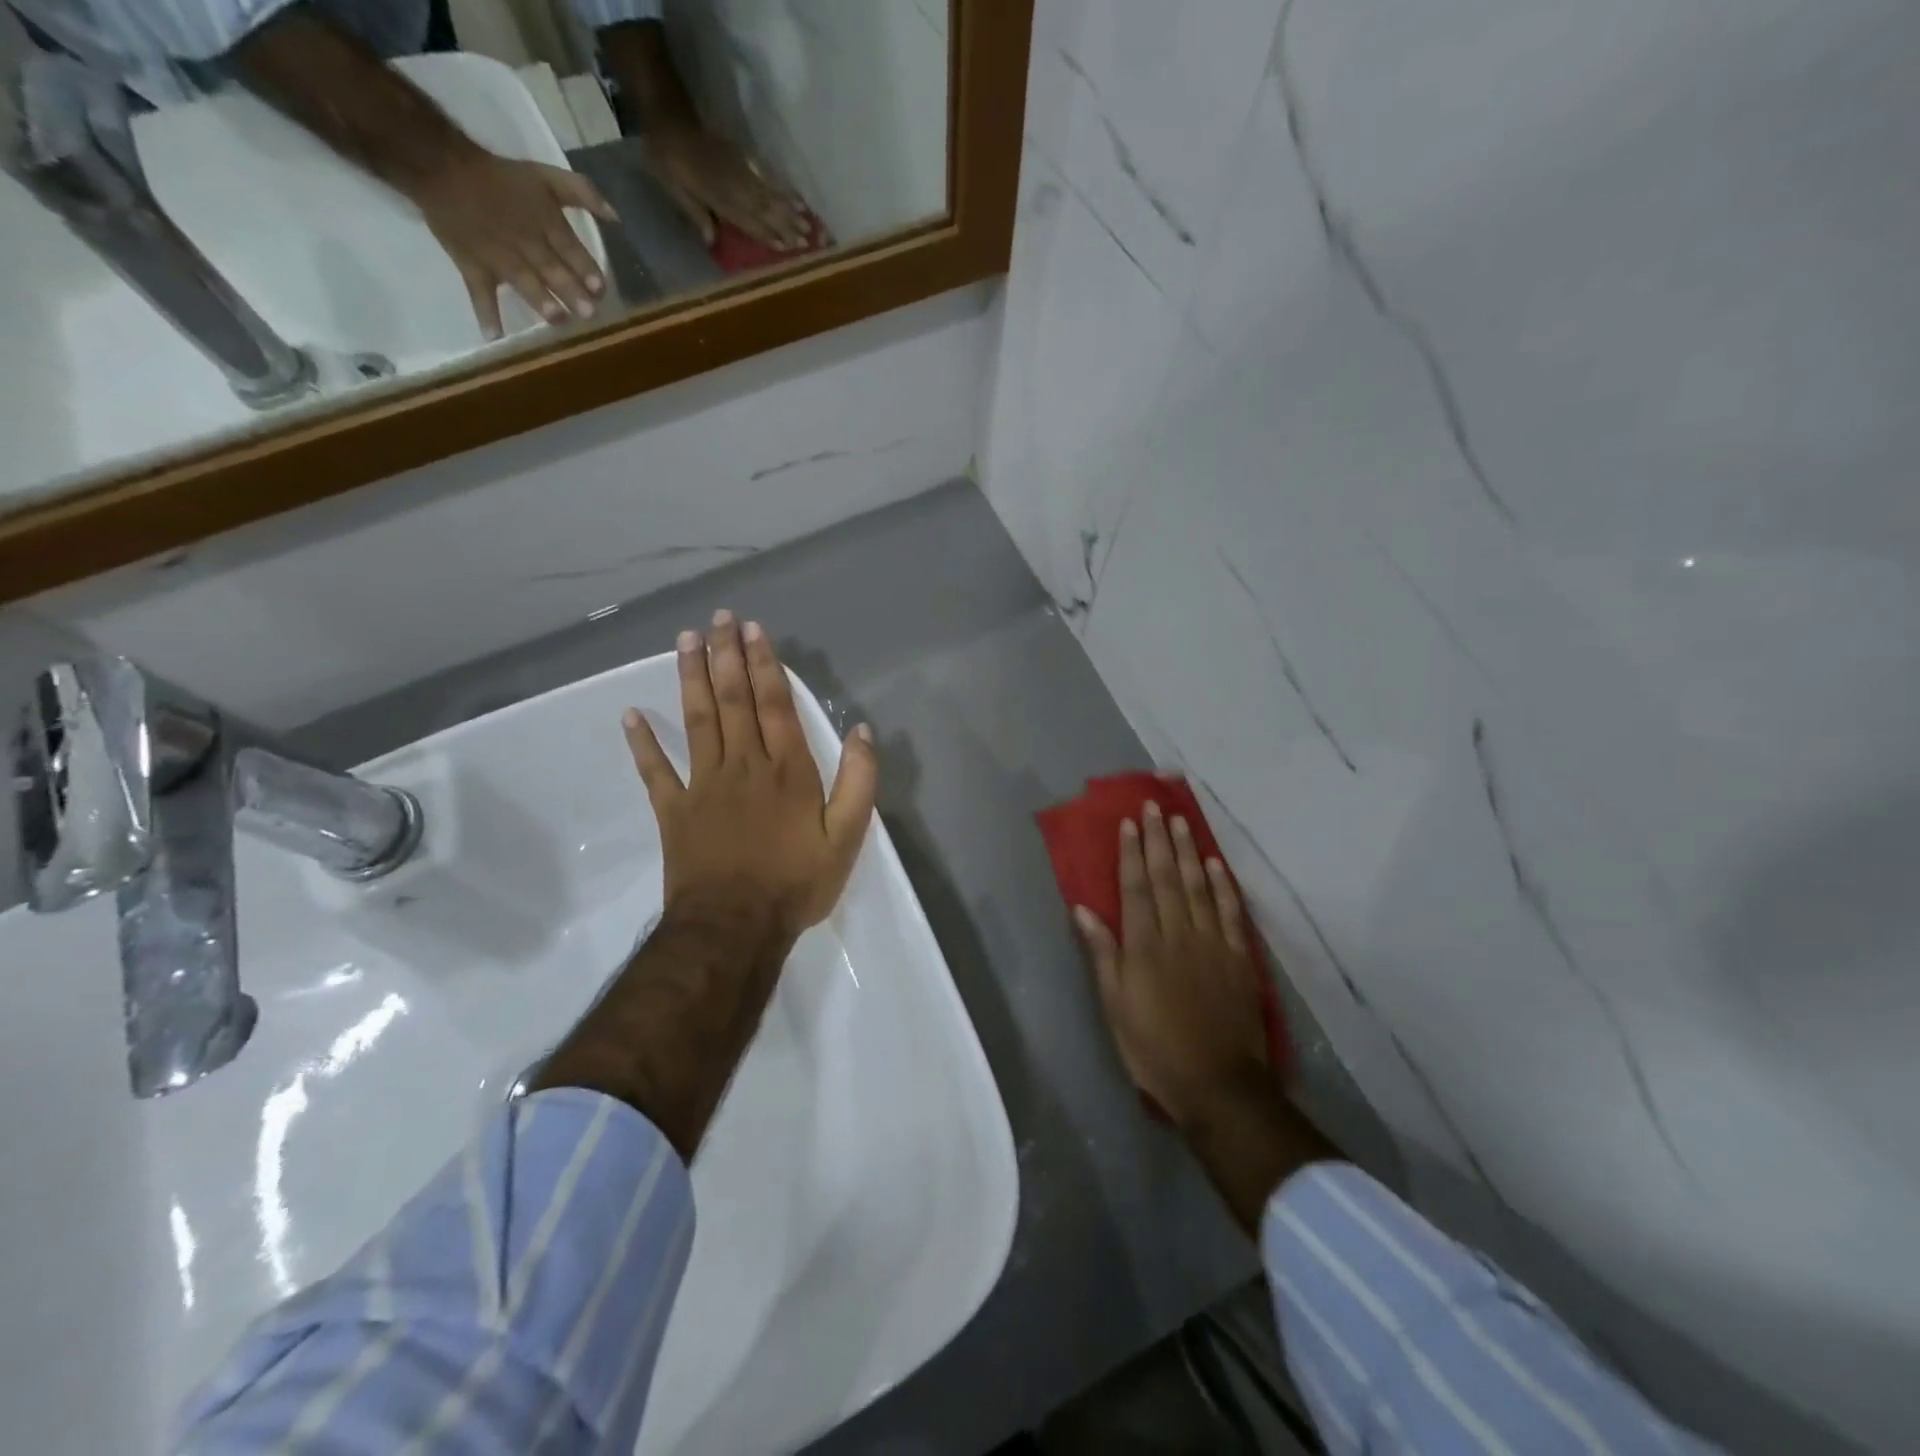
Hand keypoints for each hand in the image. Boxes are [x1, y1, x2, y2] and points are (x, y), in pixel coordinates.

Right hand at [410, 150, 618, 339]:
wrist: (439, 166)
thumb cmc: (502, 177)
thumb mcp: (546, 175)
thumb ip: (583, 192)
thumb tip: (617, 218)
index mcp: (544, 222)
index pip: (569, 248)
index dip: (584, 268)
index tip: (598, 288)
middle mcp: (524, 242)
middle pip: (550, 268)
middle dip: (569, 290)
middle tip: (587, 313)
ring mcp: (498, 256)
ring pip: (521, 279)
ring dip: (539, 299)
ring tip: (556, 318)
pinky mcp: (473, 266)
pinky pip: (479, 292)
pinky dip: (485, 313)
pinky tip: (495, 336)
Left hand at [622, 611, 878, 940]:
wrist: (735, 927)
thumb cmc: (796, 882)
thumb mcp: (847, 837)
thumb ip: (859, 781)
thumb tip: (861, 730)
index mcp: (787, 770)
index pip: (774, 704)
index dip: (764, 664)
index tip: (753, 630)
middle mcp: (743, 765)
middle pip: (732, 700)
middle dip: (725, 656)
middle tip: (717, 618)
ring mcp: (703, 785)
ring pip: (697, 721)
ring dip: (691, 678)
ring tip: (684, 641)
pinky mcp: (674, 810)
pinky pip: (655, 771)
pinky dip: (641, 743)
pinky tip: (630, 715)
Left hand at [646, 122, 812, 250]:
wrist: (667, 113)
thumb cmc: (664, 155)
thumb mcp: (672, 186)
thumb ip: (694, 211)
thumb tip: (711, 239)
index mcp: (715, 194)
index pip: (746, 219)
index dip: (765, 234)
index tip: (785, 247)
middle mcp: (732, 184)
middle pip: (763, 209)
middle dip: (786, 225)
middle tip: (807, 240)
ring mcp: (739, 169)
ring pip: (768, 194)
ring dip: (789, 210)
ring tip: (808, 223)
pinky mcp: (741, 158)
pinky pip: (765, 177)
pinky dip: (781, 190)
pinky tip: (795, 198)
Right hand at [1075, 803, 1272, 1129]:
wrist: (1218, 1085)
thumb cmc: (1154, 1048)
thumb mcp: (1115, 1006)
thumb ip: (1102, 954)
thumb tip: (1083, 909)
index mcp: (1144, 946)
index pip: (1136, 888)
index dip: (1131, 853)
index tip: (1129, 823)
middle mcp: (1178, 934)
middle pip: (1167, 878)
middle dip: (1159, 840)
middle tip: (1154, 807)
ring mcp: (1212, 943)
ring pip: (1198, 886)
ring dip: (1189, 851)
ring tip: (1181, 822)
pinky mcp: (1237, 957)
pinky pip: (1229, 912)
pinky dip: (1222, 885)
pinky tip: (1216, 864)